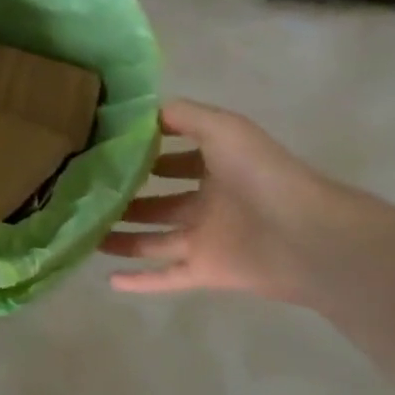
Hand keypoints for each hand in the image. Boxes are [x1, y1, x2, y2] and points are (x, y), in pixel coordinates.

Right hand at [98, 99, 379, 305]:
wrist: (309, 237)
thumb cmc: (262, 174)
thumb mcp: (221, 128)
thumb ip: (181, 116)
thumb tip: (137, 114)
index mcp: (216, 166)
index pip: (171, 157)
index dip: (142, 153)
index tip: (102, 151)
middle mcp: (210, 201)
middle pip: (159, 200)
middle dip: (128, 196)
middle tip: (86, 194)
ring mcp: (207, 238)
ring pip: (155, 238)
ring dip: (124, 237)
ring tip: (86, 232)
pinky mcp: (207, 271)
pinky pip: (167, 276)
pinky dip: (141, 281)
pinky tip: (109, 280)